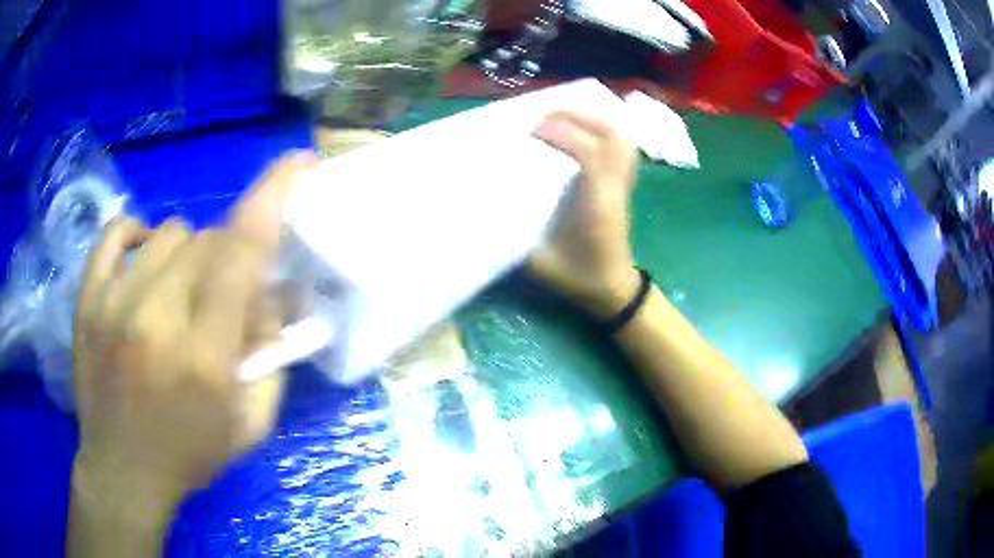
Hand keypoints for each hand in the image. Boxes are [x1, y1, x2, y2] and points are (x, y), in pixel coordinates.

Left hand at [69, 153, 314, 554]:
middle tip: (223, 298)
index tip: (297, 161)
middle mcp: (155, 317)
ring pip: (170, 233)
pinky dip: (138, 234)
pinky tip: (144, 258)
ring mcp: (113, 303)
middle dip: (229, 260)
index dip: (273, 197)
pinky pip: (116, 233)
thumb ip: (270, 358)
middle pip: (209, 240)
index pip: (242, 254)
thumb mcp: (249, 425)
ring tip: (181, 293)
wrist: (121, 471)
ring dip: (189, 255)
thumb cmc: (189, 454)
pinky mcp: (87, 300)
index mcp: (203, 356)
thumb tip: (272, 298)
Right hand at [529, 111, 640, 318]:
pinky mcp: (624, 184)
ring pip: (621, 138)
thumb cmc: (576, 276)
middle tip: (544, 115)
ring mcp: (624, 184)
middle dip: (577, 117)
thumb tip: (484, 204)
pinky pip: (622, 147)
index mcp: (597, 205)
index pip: (590, 154)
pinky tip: (585, 128)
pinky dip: (606, 130)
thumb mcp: (540, 262)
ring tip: (563, 115)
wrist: (611, 287)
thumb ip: (514, 235)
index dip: (563, 133)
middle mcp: (615, 188)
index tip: (534, 128)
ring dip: (593, 119)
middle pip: (611, 136)